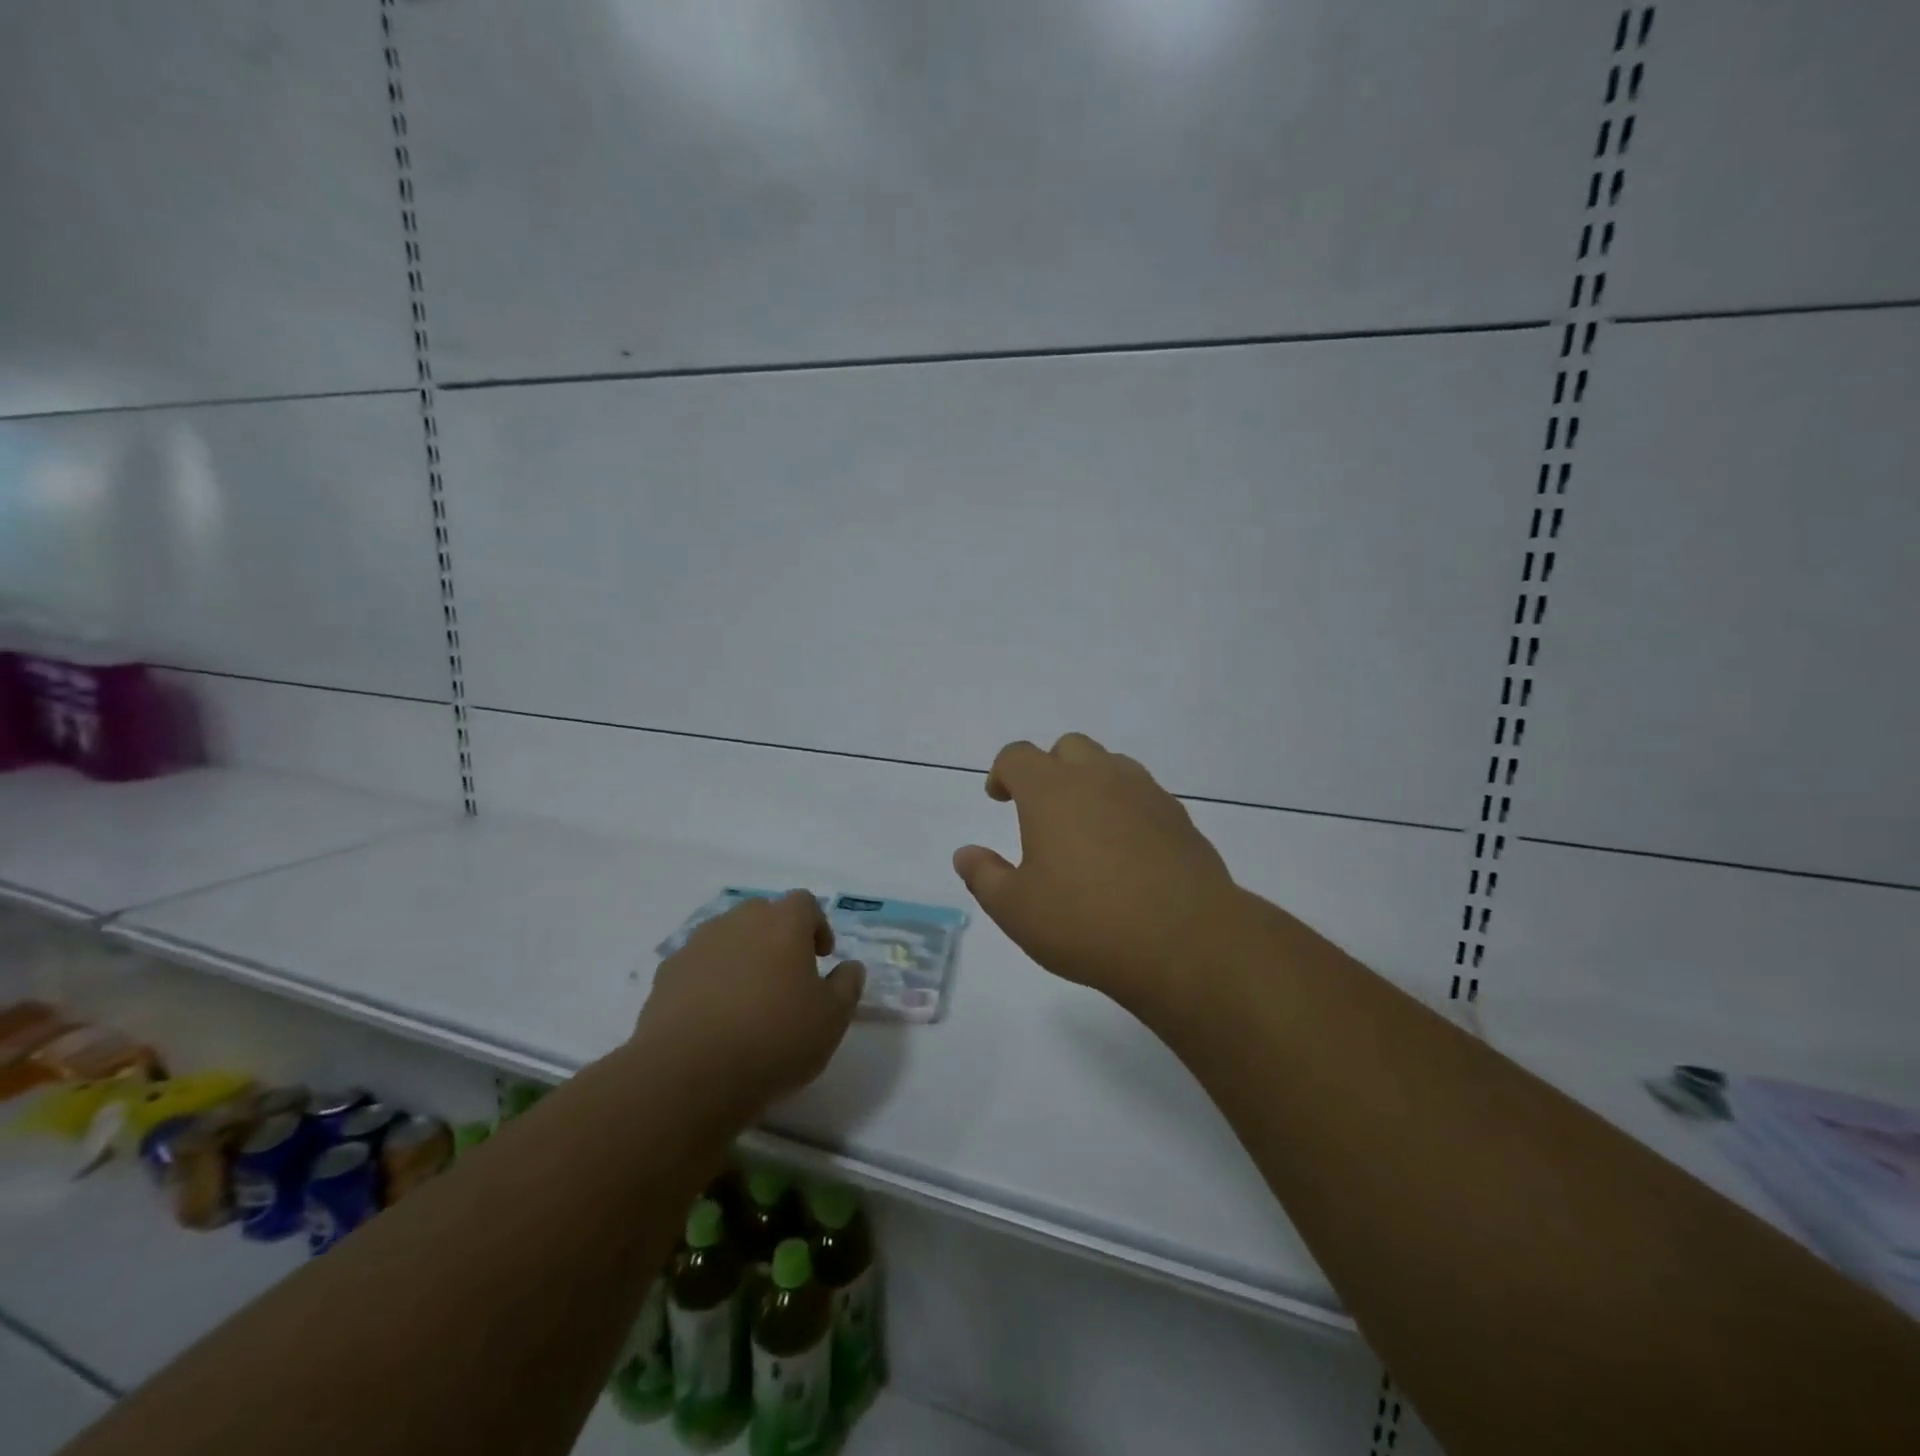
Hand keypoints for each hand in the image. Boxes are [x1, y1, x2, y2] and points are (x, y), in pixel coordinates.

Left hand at [635, 891, 863, 1113]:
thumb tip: (850, 966)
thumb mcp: (832, 1019)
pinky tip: (713, 1016)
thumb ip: (847, 986)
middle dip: (777, 936)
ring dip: (741, 955)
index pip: (805, 903)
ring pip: (727, 936)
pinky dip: (709, 979)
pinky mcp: (666, 974)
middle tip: (786, 974)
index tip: (821, 957)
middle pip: (762, 913)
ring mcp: (698, 945)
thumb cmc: (774, 1039)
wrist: (688, 1073)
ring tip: (747, 997)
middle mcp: (739, 922)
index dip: (816, 925)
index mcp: (783, 924)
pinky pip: (697, 964)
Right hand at [952, 733, 1239, 1014]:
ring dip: (1091, 782)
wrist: (1185, 941)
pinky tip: (1126, 851)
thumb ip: (984, 876)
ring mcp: (1145, 793)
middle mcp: (1099, 778)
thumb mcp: (1016, 910)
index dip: (1003, 773)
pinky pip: (1143, 794)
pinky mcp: (1179, 817)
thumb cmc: (1086, 922)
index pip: (1018, 756)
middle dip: (1049, 769)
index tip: (999, 798)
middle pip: (1069, 747)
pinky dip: (1126, 808)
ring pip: (1111, 765)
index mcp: (1052, 790)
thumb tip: (965, 854)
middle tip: (1042, 811)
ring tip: (1085, 828)